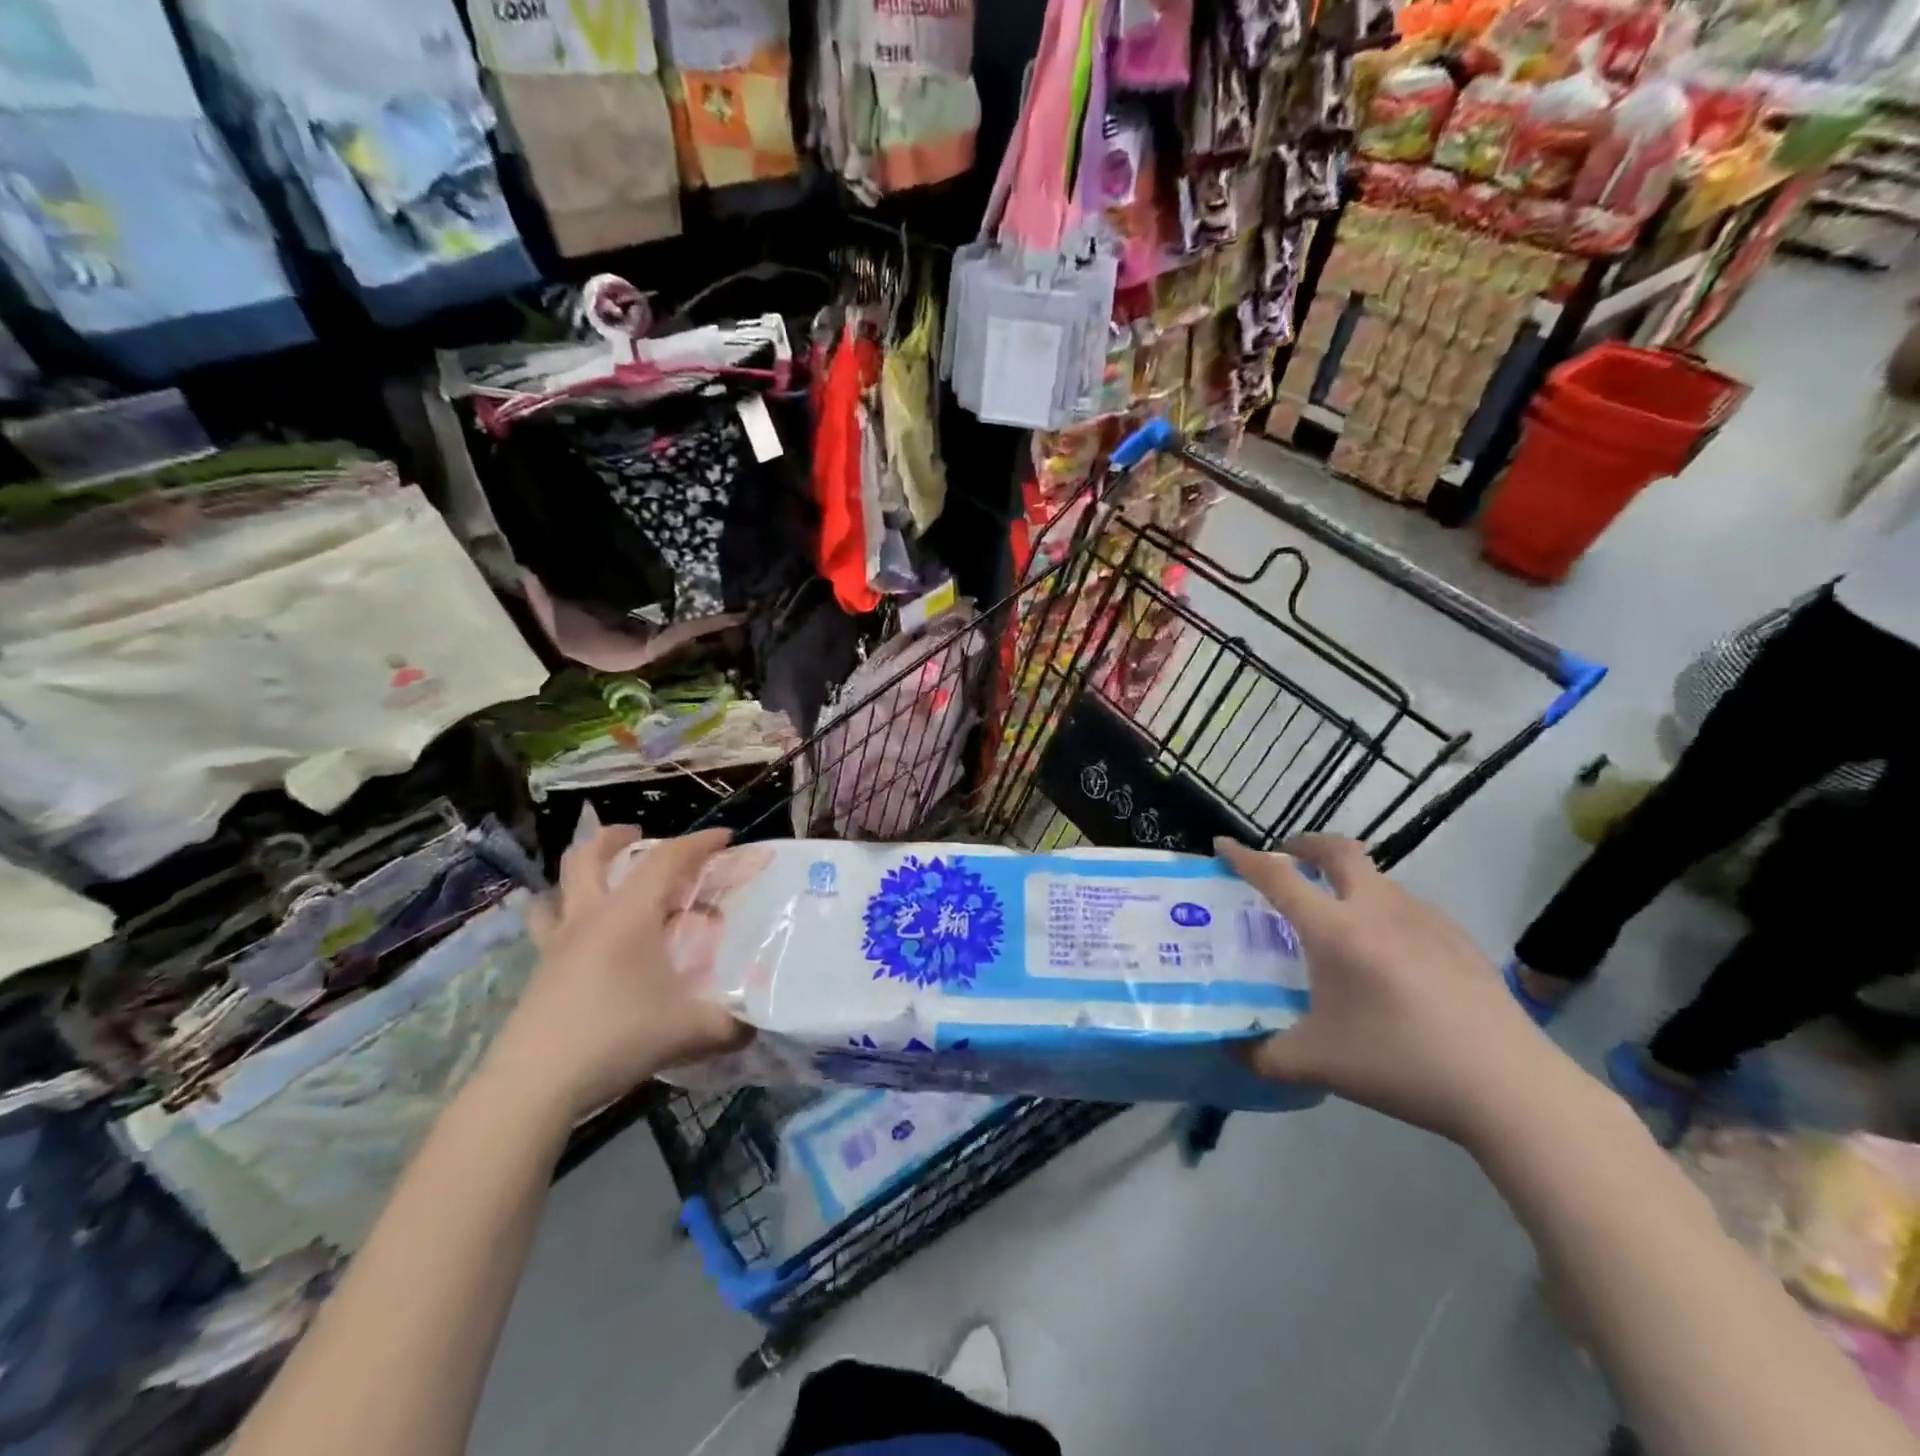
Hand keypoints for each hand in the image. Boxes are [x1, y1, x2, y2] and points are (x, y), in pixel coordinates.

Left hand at [484, 827, 751, 1126]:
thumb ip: (732, 1023)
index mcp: (628, 915)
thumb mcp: (690, 1031)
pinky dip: (565, 917)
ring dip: (580, 875)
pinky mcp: (539, 974)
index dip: (699, 843)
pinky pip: (547, 928)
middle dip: (614, 837)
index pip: (666, 860)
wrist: (533, 1085)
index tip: (725, 837)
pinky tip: (586, 943)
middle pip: (587, 856)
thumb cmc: (616, 1038)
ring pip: (557, 889)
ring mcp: (556, 945)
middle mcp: (589, 918)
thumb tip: (758, 1023)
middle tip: (637, 836)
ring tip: (603, 882)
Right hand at [1217, 834, 1558, 1146]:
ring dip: (1348, 880)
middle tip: (1289, 858)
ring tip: (1337, 917)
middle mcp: (1377, 909)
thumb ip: (1263, 1055)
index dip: (1245, 857)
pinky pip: (1408, 907)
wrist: (1509, 1087)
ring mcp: (1425, 919)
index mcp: (1335, 930)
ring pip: (1377, 878)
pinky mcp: (1459, 939)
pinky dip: (1383, 910)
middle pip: (1338, 850)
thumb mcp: (1317, 1064)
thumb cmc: (1400, 1063)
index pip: (1278, 878)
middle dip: (1306, 844)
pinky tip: (1389, 955)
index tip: (1223, 844)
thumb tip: (1231, 1050)